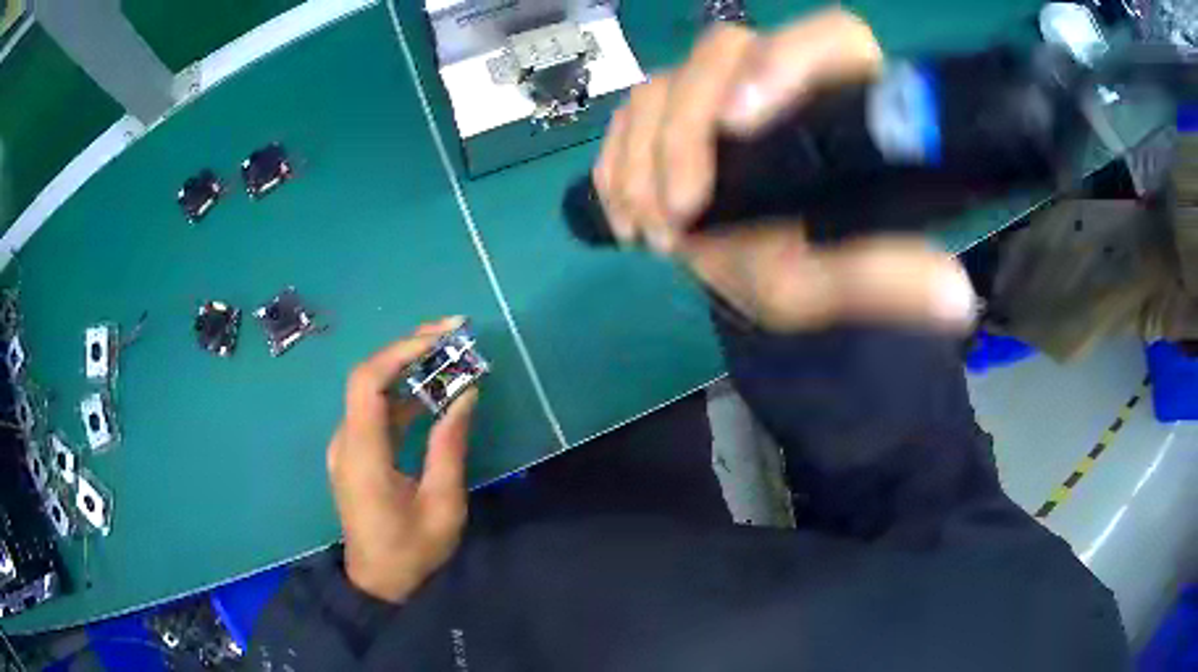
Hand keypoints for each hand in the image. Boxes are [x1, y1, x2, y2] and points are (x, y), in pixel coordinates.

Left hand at [327, 318, 478, 602]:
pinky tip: (433, 395)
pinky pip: (376, 413)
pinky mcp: (355, 454)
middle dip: (409, 349)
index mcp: (362, 454)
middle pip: (368, 377)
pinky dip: (404, 396)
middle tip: (453, 333)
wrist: (377, 583)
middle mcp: (346, 441)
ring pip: (372, 392)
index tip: (441, 337)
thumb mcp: (442, 505)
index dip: (401, 351)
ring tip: (450, 356)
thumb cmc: (411, 551)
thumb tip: (465, 394)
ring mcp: (347, 446)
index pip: (368, 382)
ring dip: (409, 370)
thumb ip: (450, 446)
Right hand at [593, 9, 975, 331]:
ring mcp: (719, 88)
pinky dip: (617, 165)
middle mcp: (781, 75)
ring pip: (662, 83)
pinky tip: (628, 216)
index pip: (830, 37)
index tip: (741, 124)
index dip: (786, 59)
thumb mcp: (842, 282)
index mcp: (842, 94)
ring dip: (644, 159)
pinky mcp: (671, 108)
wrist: (752, 269)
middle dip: (685, 131)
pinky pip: (627, 114)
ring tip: (655, 233)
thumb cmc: (807, 263)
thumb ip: (889, 282)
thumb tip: (955, 299)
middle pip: (722, 50)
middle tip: (680, 214)